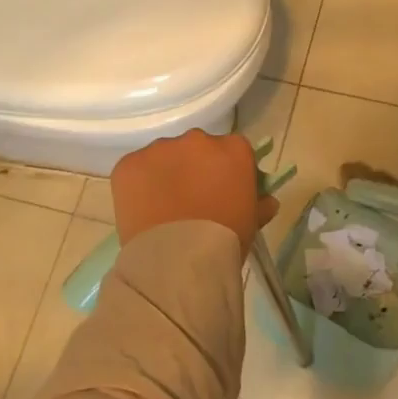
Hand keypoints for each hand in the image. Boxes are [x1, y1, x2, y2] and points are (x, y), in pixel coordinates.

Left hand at [111, 129, 280, 250]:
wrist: (180, 259)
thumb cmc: (225, 240)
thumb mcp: (252, 223)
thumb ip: (260, 205)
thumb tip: (267, 201)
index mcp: (234, 149)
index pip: (233, 150)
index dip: (226, 171)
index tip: (222, 191)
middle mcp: (198, 139)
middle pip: (197, 148)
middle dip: (194, 169)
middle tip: (191, 201)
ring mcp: (160, 149)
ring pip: (164, 156)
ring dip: (166, 174)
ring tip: (163, 208)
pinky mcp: (130, 163)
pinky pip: (136, 169)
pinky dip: (138, 185)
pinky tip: (142, 209)